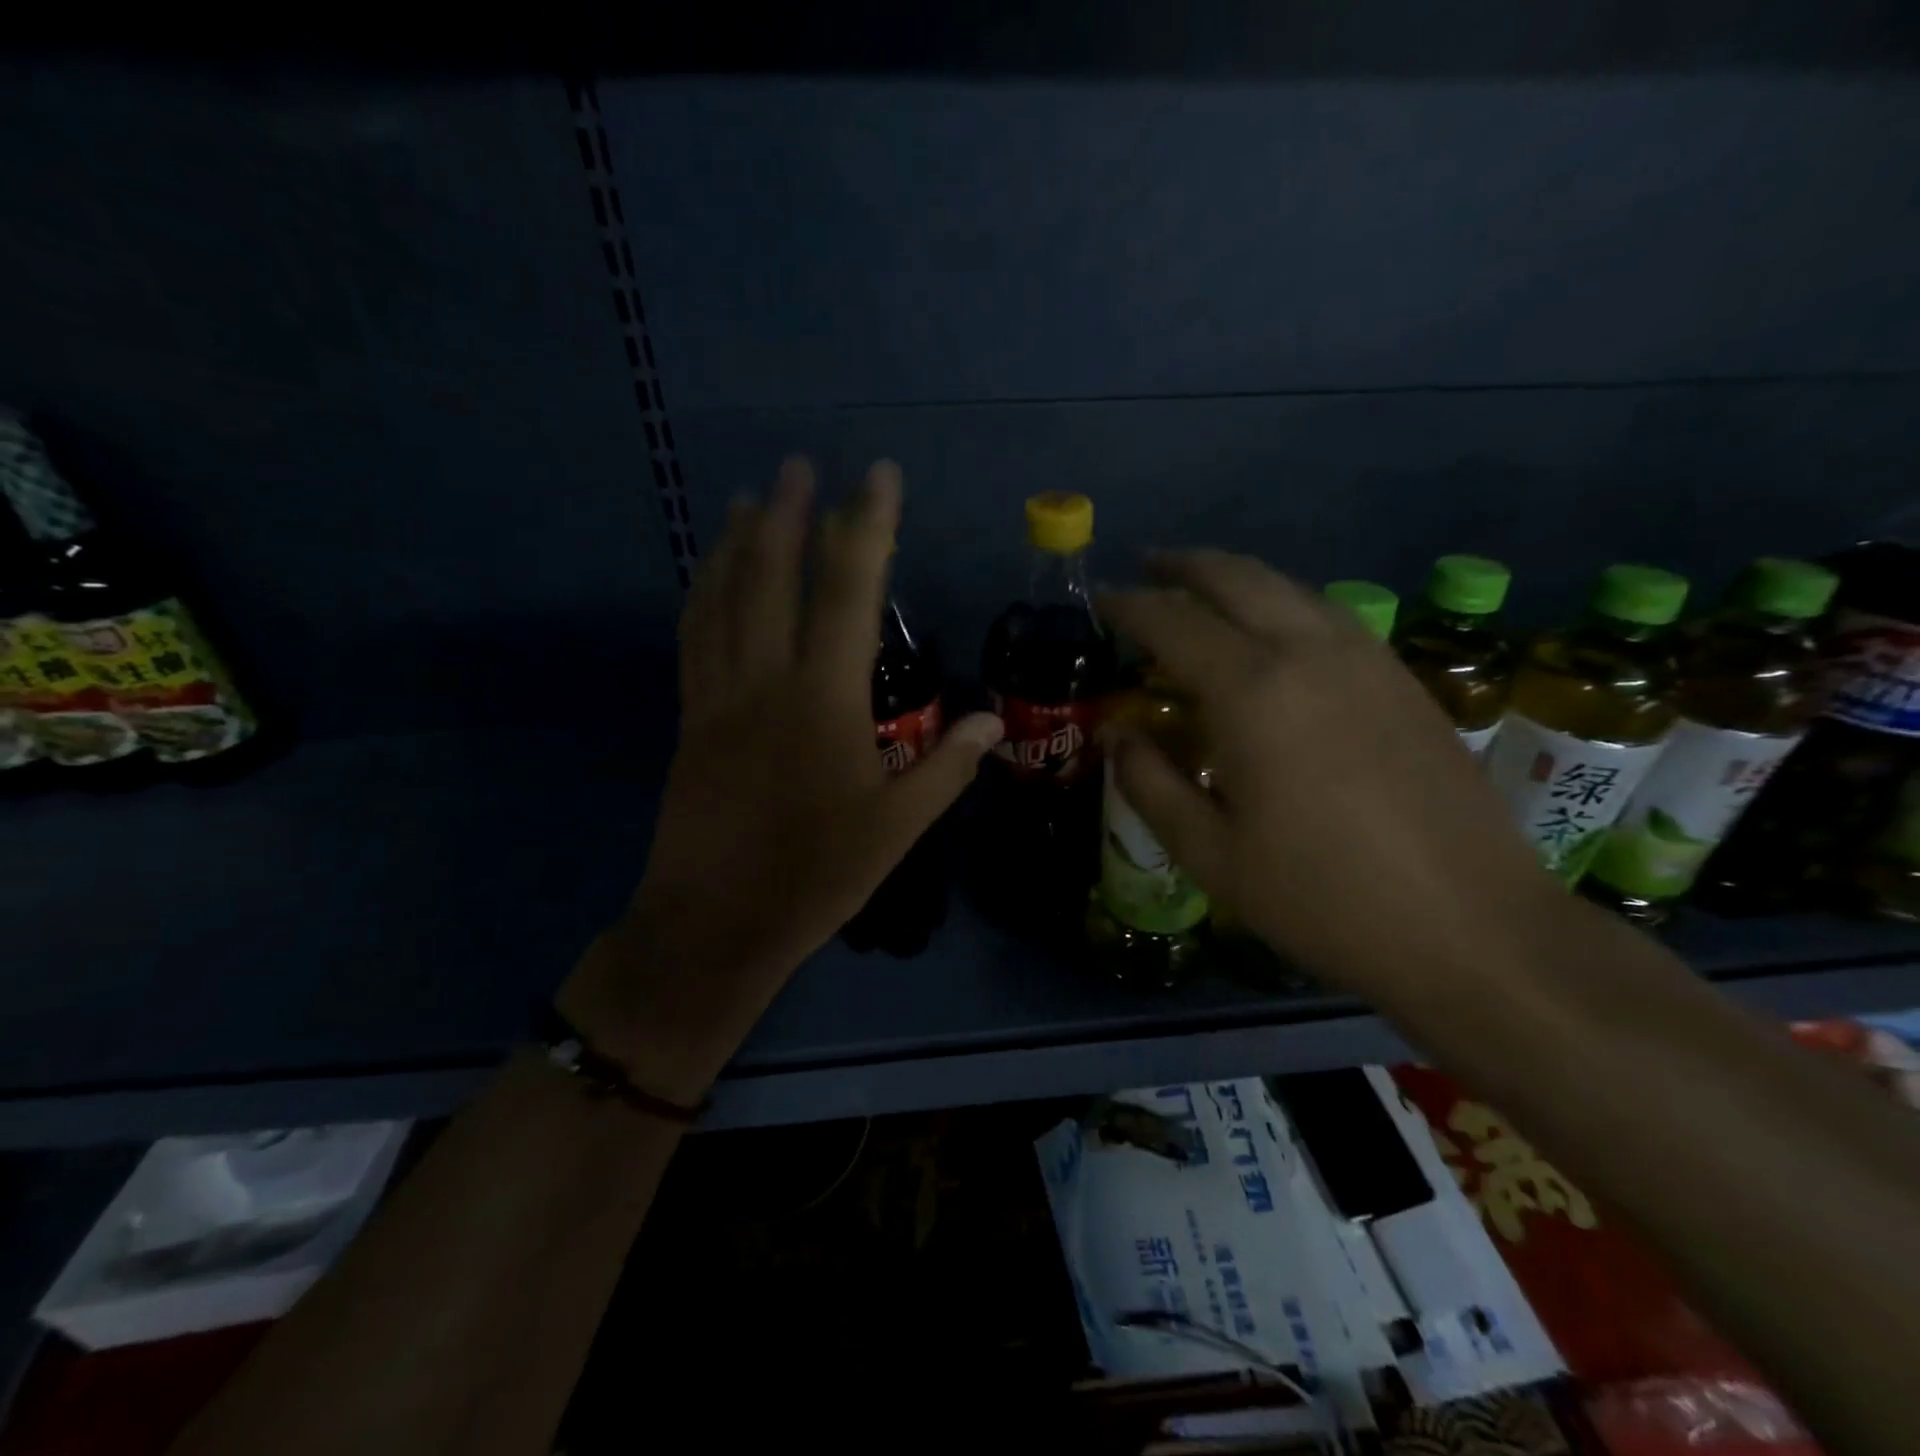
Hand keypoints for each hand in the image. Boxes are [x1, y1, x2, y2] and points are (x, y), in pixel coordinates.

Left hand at [559, 459, 1003, 1102]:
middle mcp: (767, 680)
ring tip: (746, 499)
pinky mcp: (692, 720)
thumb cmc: (817, 875)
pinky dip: (702, 594)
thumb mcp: (898, 828)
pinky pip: (694, 639)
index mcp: (825, 700)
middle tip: (797, 464)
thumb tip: (993, 718)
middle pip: (773, 578)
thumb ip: (947, 767)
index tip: (876, 476)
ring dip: (736, 542)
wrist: (718, 922)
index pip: (850, 593)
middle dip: (787, 513)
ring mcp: (720, 696)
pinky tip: (708, 575)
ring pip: (723, 600)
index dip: (866, 527)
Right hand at [1099, 552, 1557, 1002]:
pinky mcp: (1403, 678)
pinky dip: (1283, 603)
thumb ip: (1149, 783)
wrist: (1473, 928)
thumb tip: (1116, 735)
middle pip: (1236, 578)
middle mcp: (1309, 652)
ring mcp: (1366, 659)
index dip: (1129, 606)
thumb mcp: (1210, 853)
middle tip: (1147, 567)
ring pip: (1289, 588)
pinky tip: (1274, 632)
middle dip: (1184, 567)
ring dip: (1236, 578)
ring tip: (1202, 591)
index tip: (1101, 600)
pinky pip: (1328, 613)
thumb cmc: (1322, 897)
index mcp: (1252, 691)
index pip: (1173, 622)